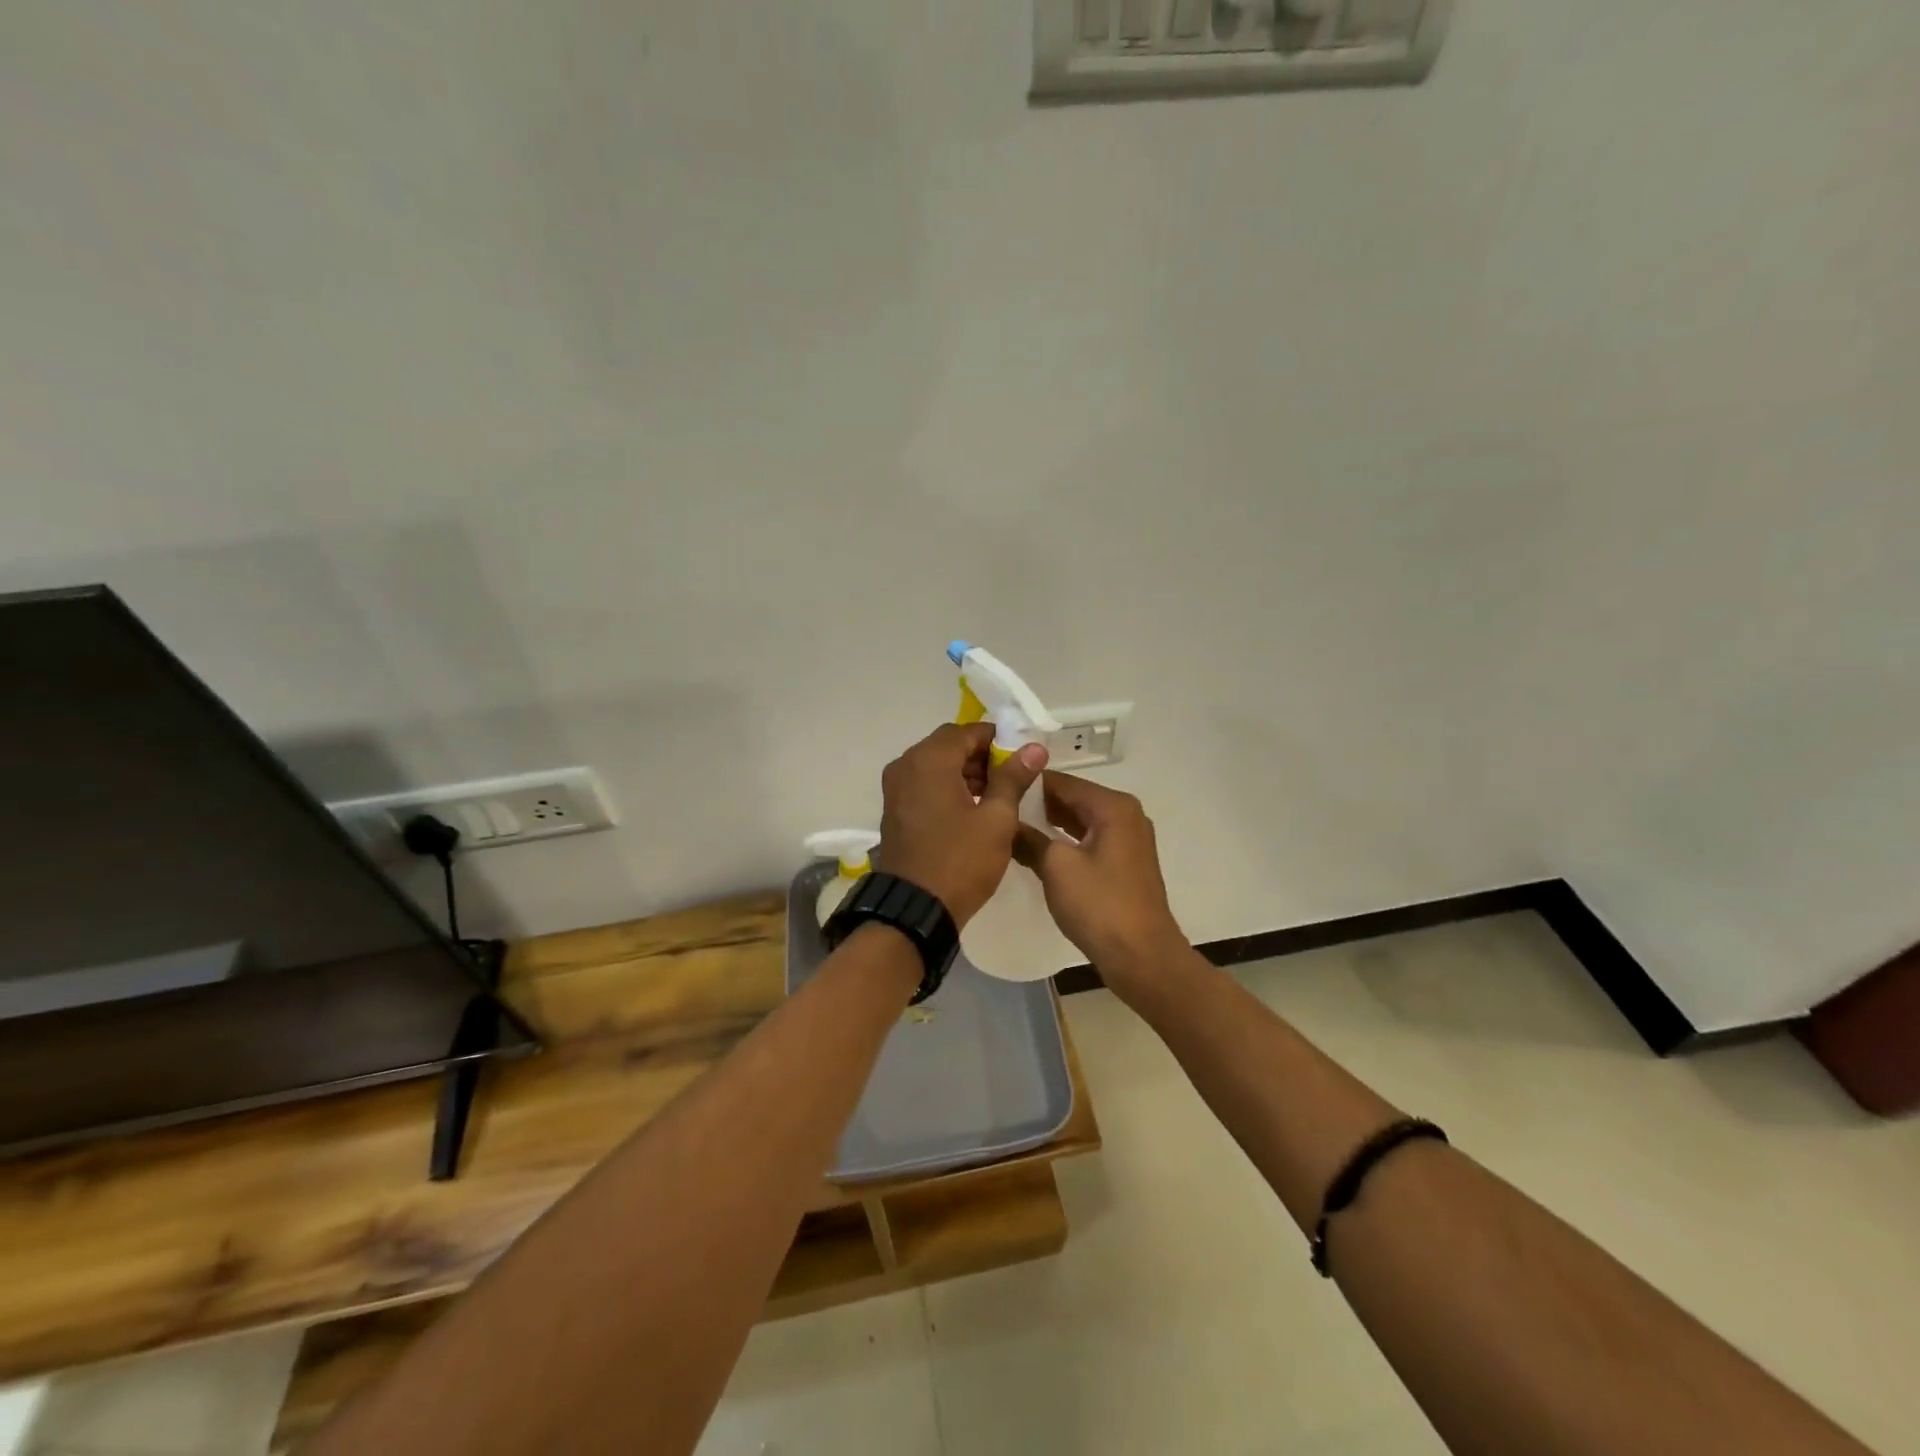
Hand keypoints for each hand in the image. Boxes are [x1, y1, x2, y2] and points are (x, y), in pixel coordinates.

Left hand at [877, 723, 1047, 927]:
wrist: (915, 909)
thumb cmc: (960, 861)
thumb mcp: (996, 819)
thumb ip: (1013, 778)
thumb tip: (1033, 748)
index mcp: (929, 760)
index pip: (968, 731)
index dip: (999, 740)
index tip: (1022, 759)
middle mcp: (906, 765)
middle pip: (949, 745)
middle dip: (982, 756)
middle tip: (1013, 779)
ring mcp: (895, 788)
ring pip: (936, 765)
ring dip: (966, 772)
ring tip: (997, 797)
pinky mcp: (894, 809)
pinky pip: (925, 784)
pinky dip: (948, 787)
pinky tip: (972, 809)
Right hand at [1013, 772, 1186, 990]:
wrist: (1142, 956)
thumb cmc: (1099, 905)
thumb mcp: (1056, 867)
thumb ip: (1029, 838)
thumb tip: (1006, 825)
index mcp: (1112, 806)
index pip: (1061, 781)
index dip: (1027, 783)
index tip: (995, 788)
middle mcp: (1125, 814)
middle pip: (1072, 798)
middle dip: (1036, 803)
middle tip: (997, 808)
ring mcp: (1128, 839)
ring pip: (1079, 820)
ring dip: (1048, 823)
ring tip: (1010, 827)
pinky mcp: (1124, 862)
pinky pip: (1088, 839)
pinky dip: (1065, 841)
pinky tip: (1037, 849)